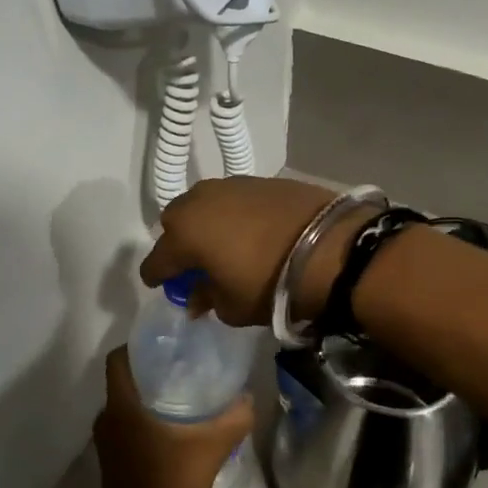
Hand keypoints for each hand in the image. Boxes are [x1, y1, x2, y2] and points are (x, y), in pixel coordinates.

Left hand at [92, 347, 253, 487]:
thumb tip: (248, 398)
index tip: (167, 342)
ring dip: (150, 396)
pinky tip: (176, 426)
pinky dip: (146, 418)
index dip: (138, 344)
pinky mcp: (112, 460)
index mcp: (122, 406)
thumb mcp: (210, 450)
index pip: (118, 358)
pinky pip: (126, 425)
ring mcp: (106, 442)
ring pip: (126, 404)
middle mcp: (107, 418)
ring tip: (186, 392)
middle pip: (125, 379)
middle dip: (152, 369)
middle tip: (186, 364)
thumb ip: (233, 419)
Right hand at [139, 176, 370, 327]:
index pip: (156, 260)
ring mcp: (230, 186)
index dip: (157, 277)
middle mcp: (199, 202)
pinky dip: (234, 214)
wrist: (331, 245)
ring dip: (207, 224)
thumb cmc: (270, 283)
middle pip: (175, 223)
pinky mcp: (259, 180)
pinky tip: (251, 230)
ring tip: (225, 243)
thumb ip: (207, 299)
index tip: (163, 286)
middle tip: (196, 263)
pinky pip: (233, 199)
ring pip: (204, 205)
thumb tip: (197, 296)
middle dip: (179, 243)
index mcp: (184, 235)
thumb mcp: (233, 307)